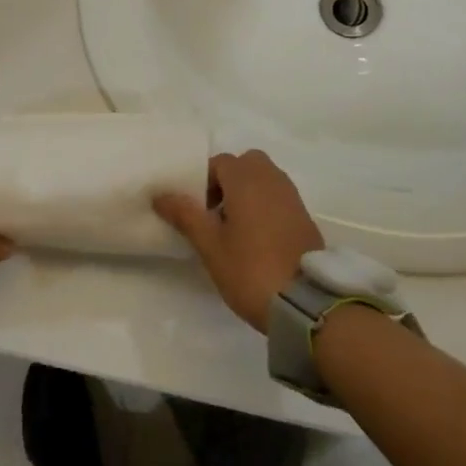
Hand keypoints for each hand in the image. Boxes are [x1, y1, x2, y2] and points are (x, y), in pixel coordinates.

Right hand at [153, 149, 322, 331]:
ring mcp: (292, 197)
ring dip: (247, 192)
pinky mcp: (304, 217)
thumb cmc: (250, 269)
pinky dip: (265, 205)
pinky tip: (256, 238)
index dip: (203, 181)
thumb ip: (185, 215)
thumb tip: (160, 195)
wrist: (305, 303)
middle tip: (215, 213)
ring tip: (234, 228)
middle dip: (228, 180)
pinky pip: (278, 197)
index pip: (219, 162)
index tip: (197, 211)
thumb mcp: (210, 245)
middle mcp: (272, 179)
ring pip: (264, 179)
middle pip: (246, 164)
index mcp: (246, 180)